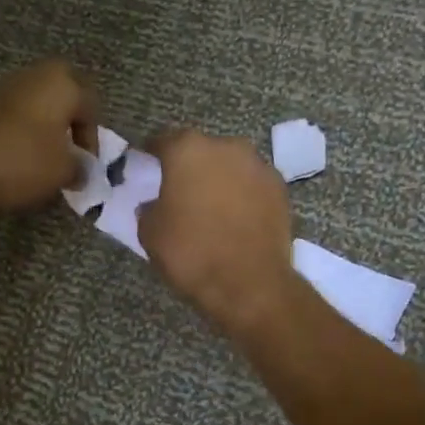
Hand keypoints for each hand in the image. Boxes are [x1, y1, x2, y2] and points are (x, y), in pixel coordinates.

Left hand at [0, 60, 97, 210]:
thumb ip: (80, 169)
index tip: (85, 168)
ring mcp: (6, 87)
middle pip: (64, 100)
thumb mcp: (62, 171)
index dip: (92, 142)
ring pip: (38, 107)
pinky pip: (15, 118)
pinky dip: (21, 135)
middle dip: (69, 126)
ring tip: (43, 163)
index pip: (92, 108)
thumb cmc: (21, 158)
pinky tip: (18, 160)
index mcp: (64, 84)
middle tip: (68, 154)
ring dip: (44, 131)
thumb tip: (81, 171)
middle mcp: (37, 76)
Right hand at [138, 130, 297, 337]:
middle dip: (188, 165)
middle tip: (178, 190)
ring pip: (229, 165)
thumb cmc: (191, 253)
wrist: (250, 283)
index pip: (162, 141)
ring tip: (209, 205)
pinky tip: (234, 216)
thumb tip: (154, 204)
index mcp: (188, 150)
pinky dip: (241, 194)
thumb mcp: (150, 233)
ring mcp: (258, 165)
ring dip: (218, 178)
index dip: (150, 155)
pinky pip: (251, 184)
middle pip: (200, 149)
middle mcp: (226, 147)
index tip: (144, 167)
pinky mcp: (280, 188)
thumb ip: (148, 208)